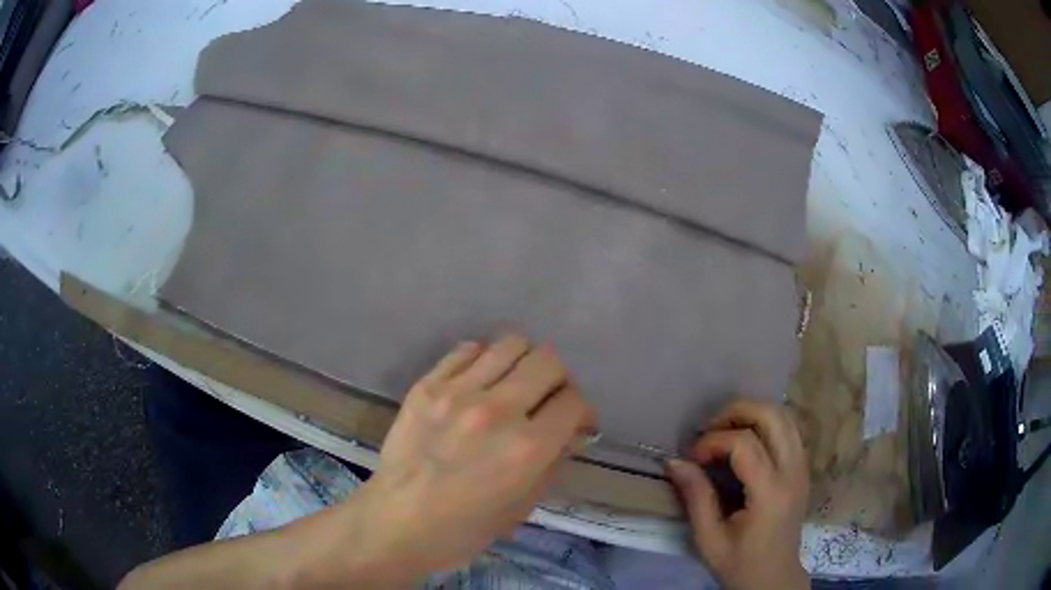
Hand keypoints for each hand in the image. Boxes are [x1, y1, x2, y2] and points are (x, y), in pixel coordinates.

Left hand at [326, 335, 595, 585]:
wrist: (395, 521)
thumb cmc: (462, 529)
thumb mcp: (521, 508)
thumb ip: (552, 464)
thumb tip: (570, 432)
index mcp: (527, 448)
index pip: (574, 402)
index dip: (582, 412)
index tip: (575, 423)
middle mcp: (498, 410)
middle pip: (548, 361)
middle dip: (559, 380)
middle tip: (547, 401)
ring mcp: (458, 392)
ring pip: (511, 344)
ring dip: (523, 364)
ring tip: (513, 386)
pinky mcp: (427, 385)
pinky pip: (468, 350)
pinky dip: (483, 361)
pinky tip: (478, 384)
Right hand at [666, 400, 809, 589]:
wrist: (774, 578)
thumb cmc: (739, 563)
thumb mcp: (709, 538)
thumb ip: (695, 497)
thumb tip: (674, 462)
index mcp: (770, 493)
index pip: (745, 444)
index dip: (713, 442)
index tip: (691, 457)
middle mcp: (793, 472)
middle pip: (773, 416)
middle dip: (737, 412)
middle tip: (709, 430)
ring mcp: (803, 467)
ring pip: (785, 417)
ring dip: (752, 415)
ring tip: (725, 432)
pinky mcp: (803, 469)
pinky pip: (789, 430)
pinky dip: (766, 425)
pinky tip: (745, 442)